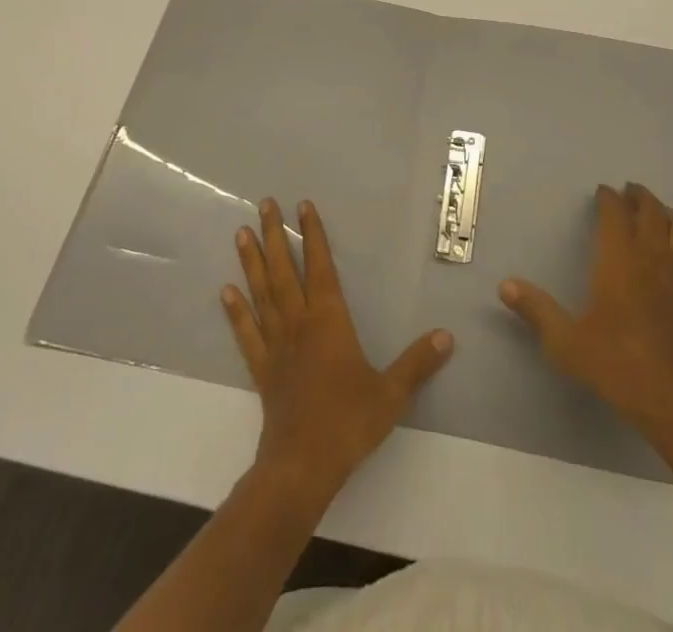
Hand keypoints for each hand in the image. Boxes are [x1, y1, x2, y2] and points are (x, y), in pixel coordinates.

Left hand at [224, 198, 453, 503]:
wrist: (300, 467)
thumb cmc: (347, 423)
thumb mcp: (391, 393)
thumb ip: (417, 363)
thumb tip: (446, 336)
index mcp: (329, 320)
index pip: (320, 266)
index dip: (313, 234)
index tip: (303, 205)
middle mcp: (299, 323)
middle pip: (284, 270)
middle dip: (274, 235)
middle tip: (263, 204)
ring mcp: (276, 345)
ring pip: (262, 293)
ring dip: (251, 261)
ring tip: (240, 233)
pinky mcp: (261, 369)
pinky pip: (246, 333)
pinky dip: (236, 311)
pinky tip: (226, 291)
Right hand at [500, 182, 672, 454]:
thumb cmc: (620, 366)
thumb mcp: (567, 342)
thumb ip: (537, 311)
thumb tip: (505, 286)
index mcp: (621, 259)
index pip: (616, 213)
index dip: (609, 198)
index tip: (602, 191)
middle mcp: (654, 257)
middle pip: (651, 212)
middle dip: (639, 197)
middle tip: (629, 190)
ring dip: (667, 214)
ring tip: (657, 212)